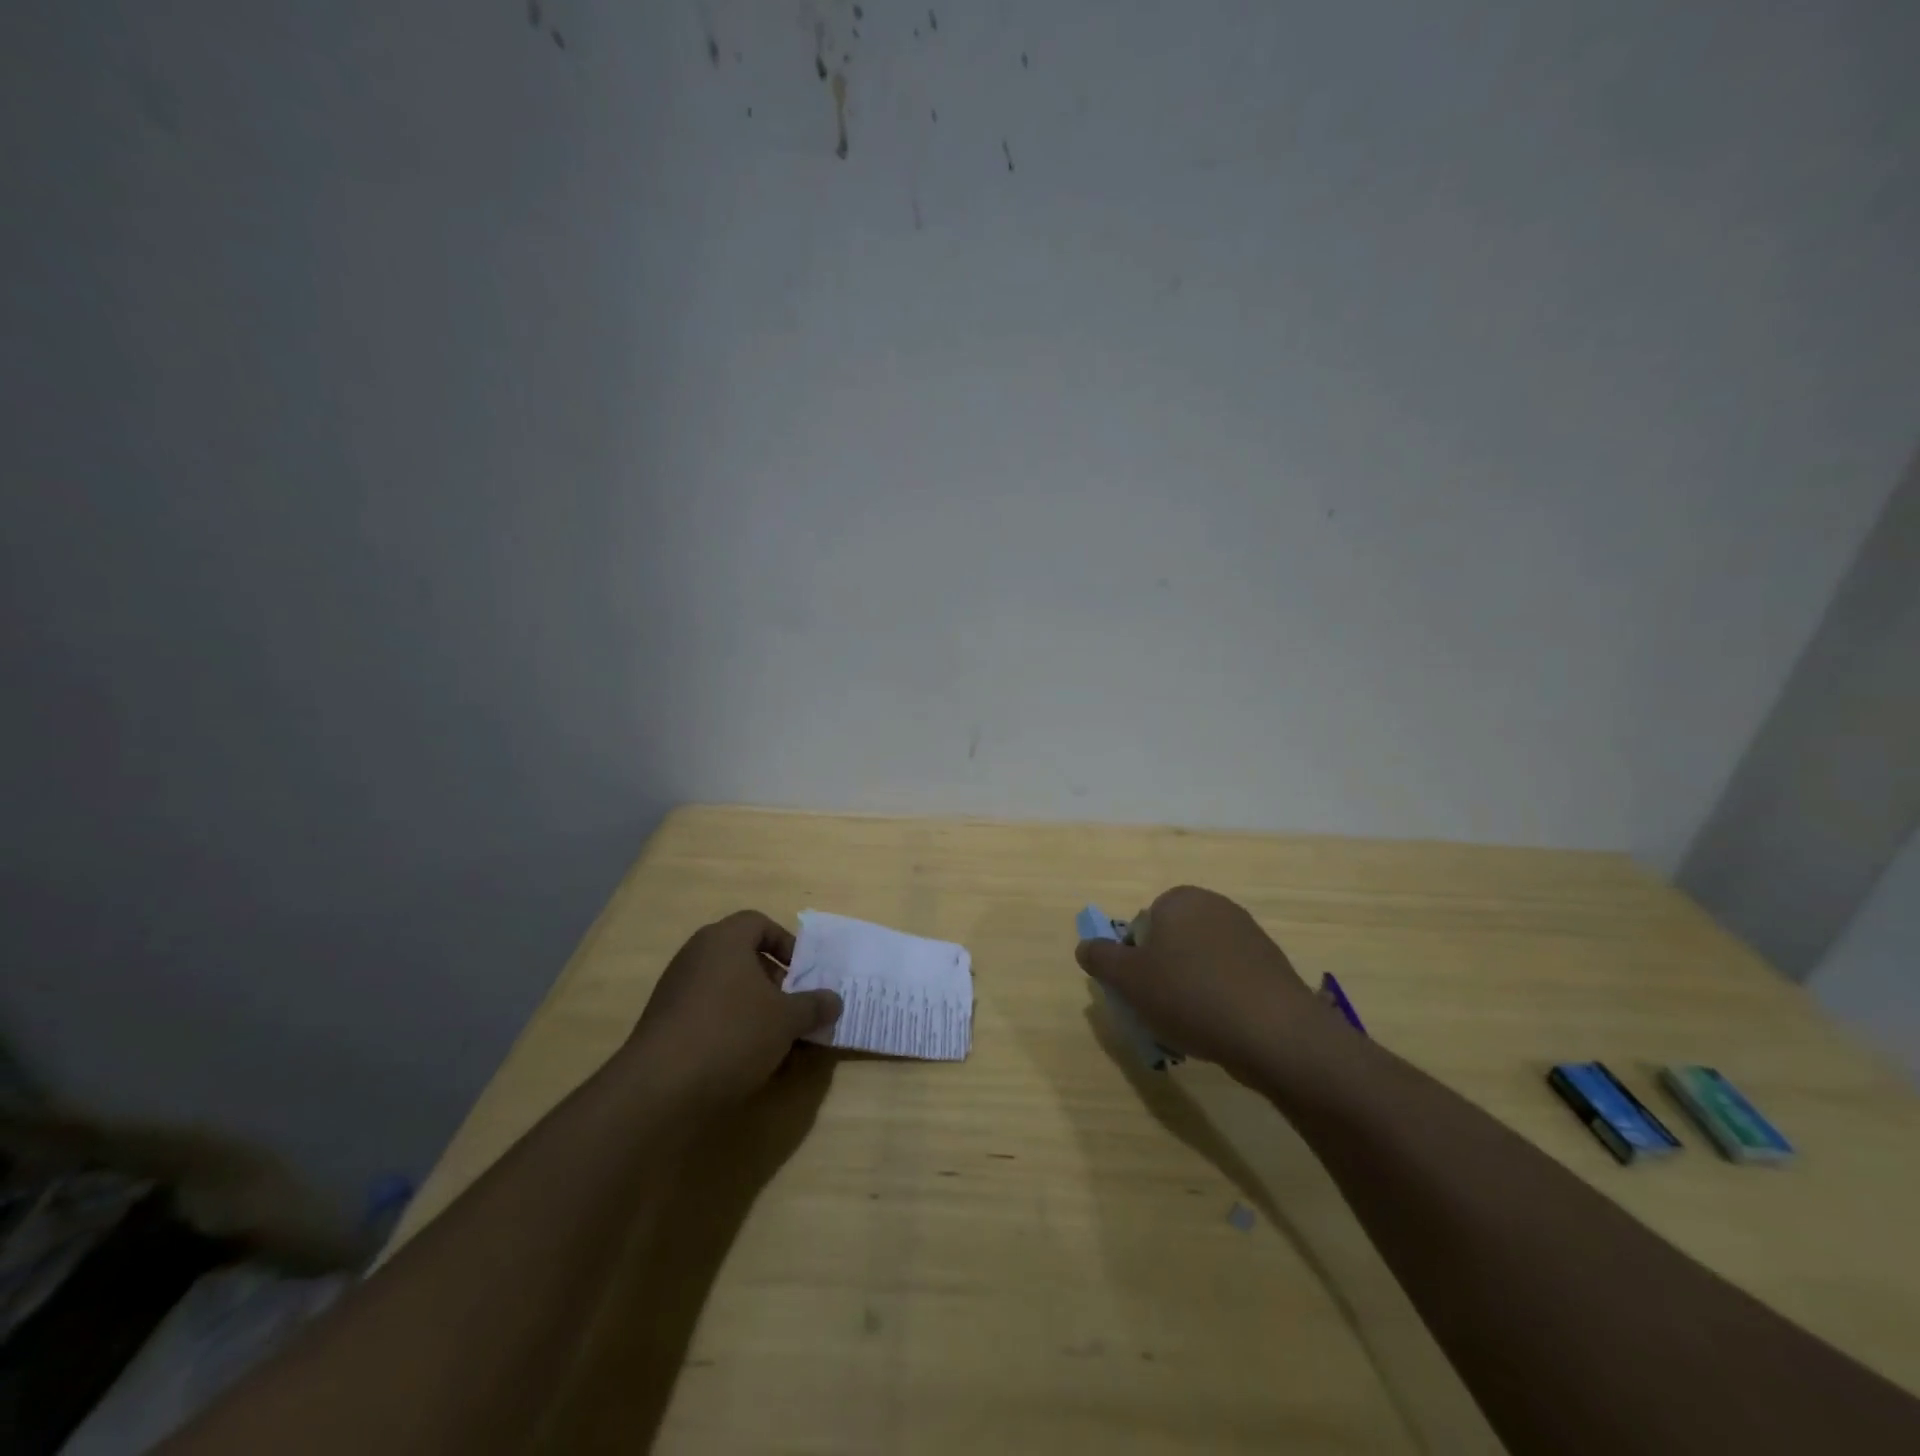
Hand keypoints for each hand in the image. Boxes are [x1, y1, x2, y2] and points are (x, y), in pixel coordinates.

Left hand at [626, 911, 842, 1105]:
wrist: (659, 1089)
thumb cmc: (732, 1034)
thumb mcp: (786, 1020)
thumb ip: (814, 1006)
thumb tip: (834, 1001)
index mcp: (724, 940)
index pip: (759, 923)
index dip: (786, 944)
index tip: (803, 974)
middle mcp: (696, 956)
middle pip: (743, 958)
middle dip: (774, 983)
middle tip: (794, 1009)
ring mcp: (676, 991)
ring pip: (728, 991)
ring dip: (756, 1011)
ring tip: (778, 1043)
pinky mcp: (665, 1026)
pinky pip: (708, 1017)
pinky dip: (731, 1031)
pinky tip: (748, 1063)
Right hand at [1075, 886, 1334, 1086]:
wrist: (1274, 1032)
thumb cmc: (1190, 996)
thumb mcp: (1129, 980)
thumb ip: (1100, 958)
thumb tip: (1085, 946)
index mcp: (1180, 899)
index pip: (1142, 926)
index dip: (1135, 961)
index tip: (1139, 992)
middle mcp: (1215, 906)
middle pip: (1172, 942)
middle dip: (1163, 974)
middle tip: (1160, 1011)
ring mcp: (1249, 934)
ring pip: (1201, 963)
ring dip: (1191, 989)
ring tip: (1192, 1027)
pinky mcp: (1272, 965)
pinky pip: (1231, 979)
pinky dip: (1221, 999)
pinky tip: (1221, 1029)